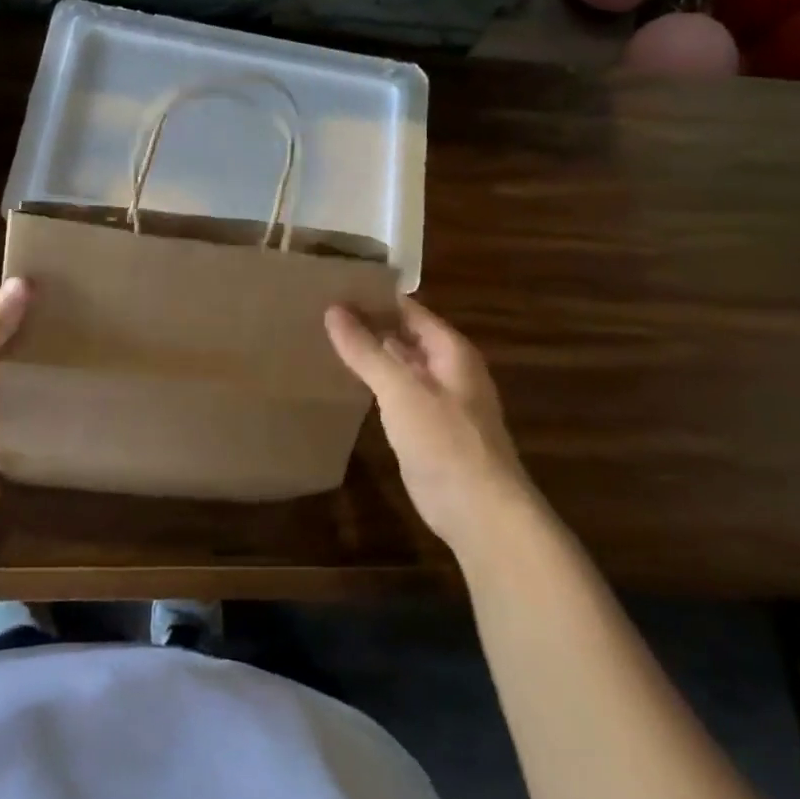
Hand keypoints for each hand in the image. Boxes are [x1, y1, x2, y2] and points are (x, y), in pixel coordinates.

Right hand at [325, 297, 540, 554]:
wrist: (480, 512)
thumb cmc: (445, 441)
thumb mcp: (401, 390)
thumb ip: (366, 350)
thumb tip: (333, 309)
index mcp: (450, 351)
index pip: (408, 309)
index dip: (374, 297)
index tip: (333, 286)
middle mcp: (447, 369)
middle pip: (404, 336)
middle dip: (368, 324)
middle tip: (319, 310)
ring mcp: (438, 401)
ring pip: (399, 365)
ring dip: (369, 354)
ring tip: (323, 338)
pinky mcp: (426, 430)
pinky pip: (396, 394)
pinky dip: (373, 384)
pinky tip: (345, 382)